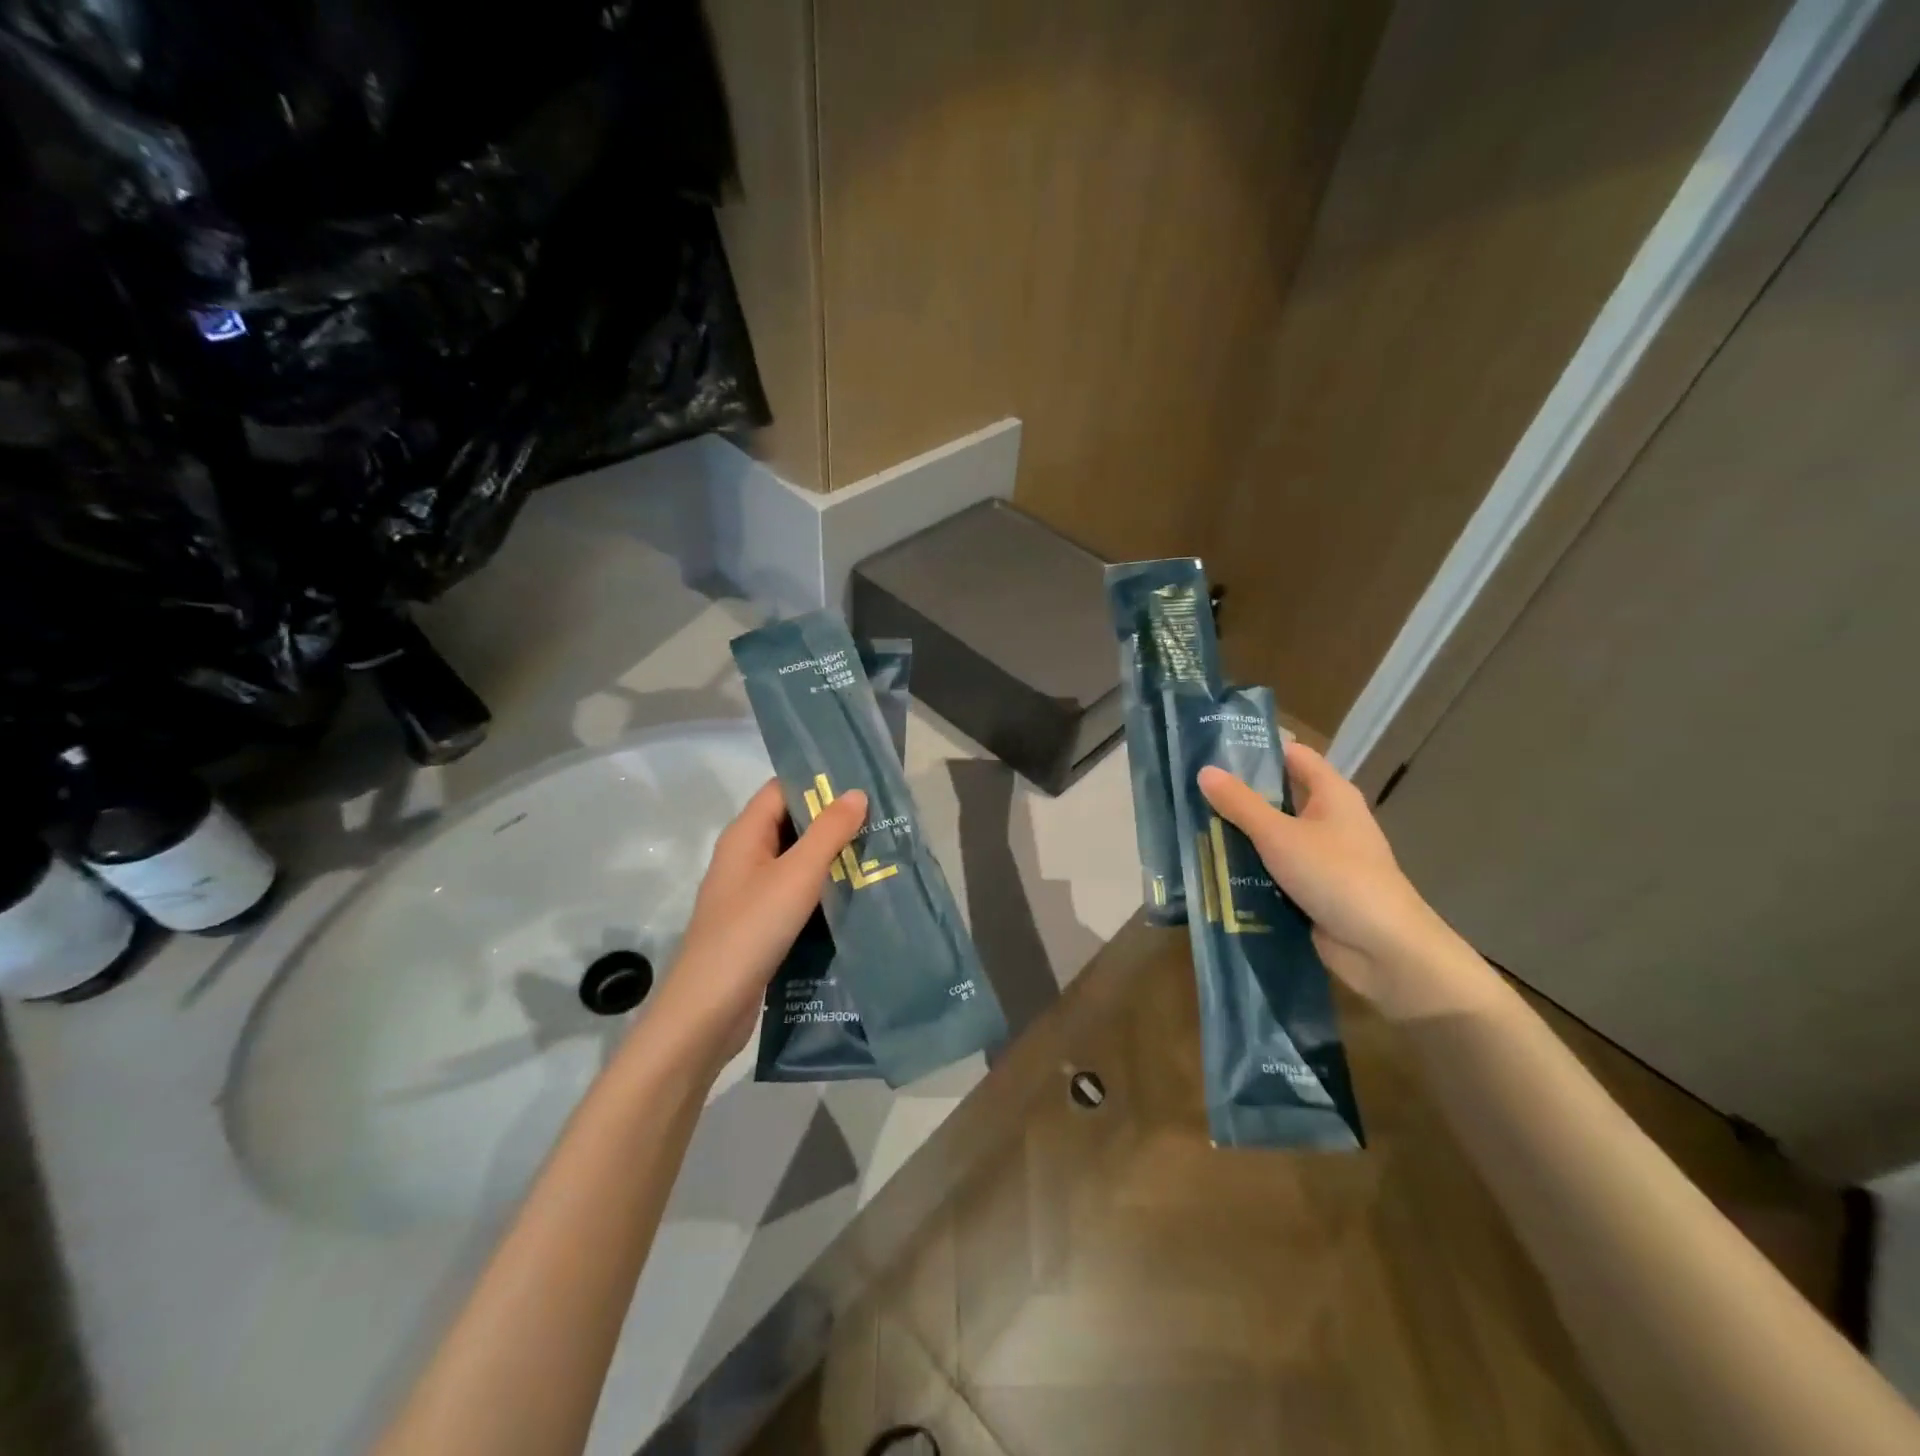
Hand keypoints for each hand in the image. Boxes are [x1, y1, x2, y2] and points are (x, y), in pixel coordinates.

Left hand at [644, 779, 866, 1067]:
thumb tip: (856, 793)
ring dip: (830, 856)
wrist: (708, 1010)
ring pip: (795, 861)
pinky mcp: (758, 924)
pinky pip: (794, 893)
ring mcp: (749, 892)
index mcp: (745, 835)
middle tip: (881, 819)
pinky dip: (821, 888)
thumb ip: (828, 832)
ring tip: (877, 852)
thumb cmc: (750, 930)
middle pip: (790, 823)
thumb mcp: (796, 875)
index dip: (819, 782)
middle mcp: (744, 857)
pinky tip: (854, 895)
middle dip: (832, 820)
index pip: (782, 789)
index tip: (862, 783)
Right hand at [1199, 744, 1482, 1015]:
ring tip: (1189, 826)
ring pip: (1272, 836)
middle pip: (1278, 796)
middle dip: (1237, 795)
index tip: (1212, 748)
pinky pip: (1274, 869)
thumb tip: (1204, 771)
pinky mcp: (1313, 888)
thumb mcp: (1280, 836)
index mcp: (1331, 794)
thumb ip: (1240, 804)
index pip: (1291, 755)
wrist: (1383, 949)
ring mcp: (1321, 856)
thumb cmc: (1336, 876)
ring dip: (1238, 835)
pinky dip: (1248, 867)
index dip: (1256, 750)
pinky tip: (1211, 867)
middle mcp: (1328, 819)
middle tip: (1190, 789)